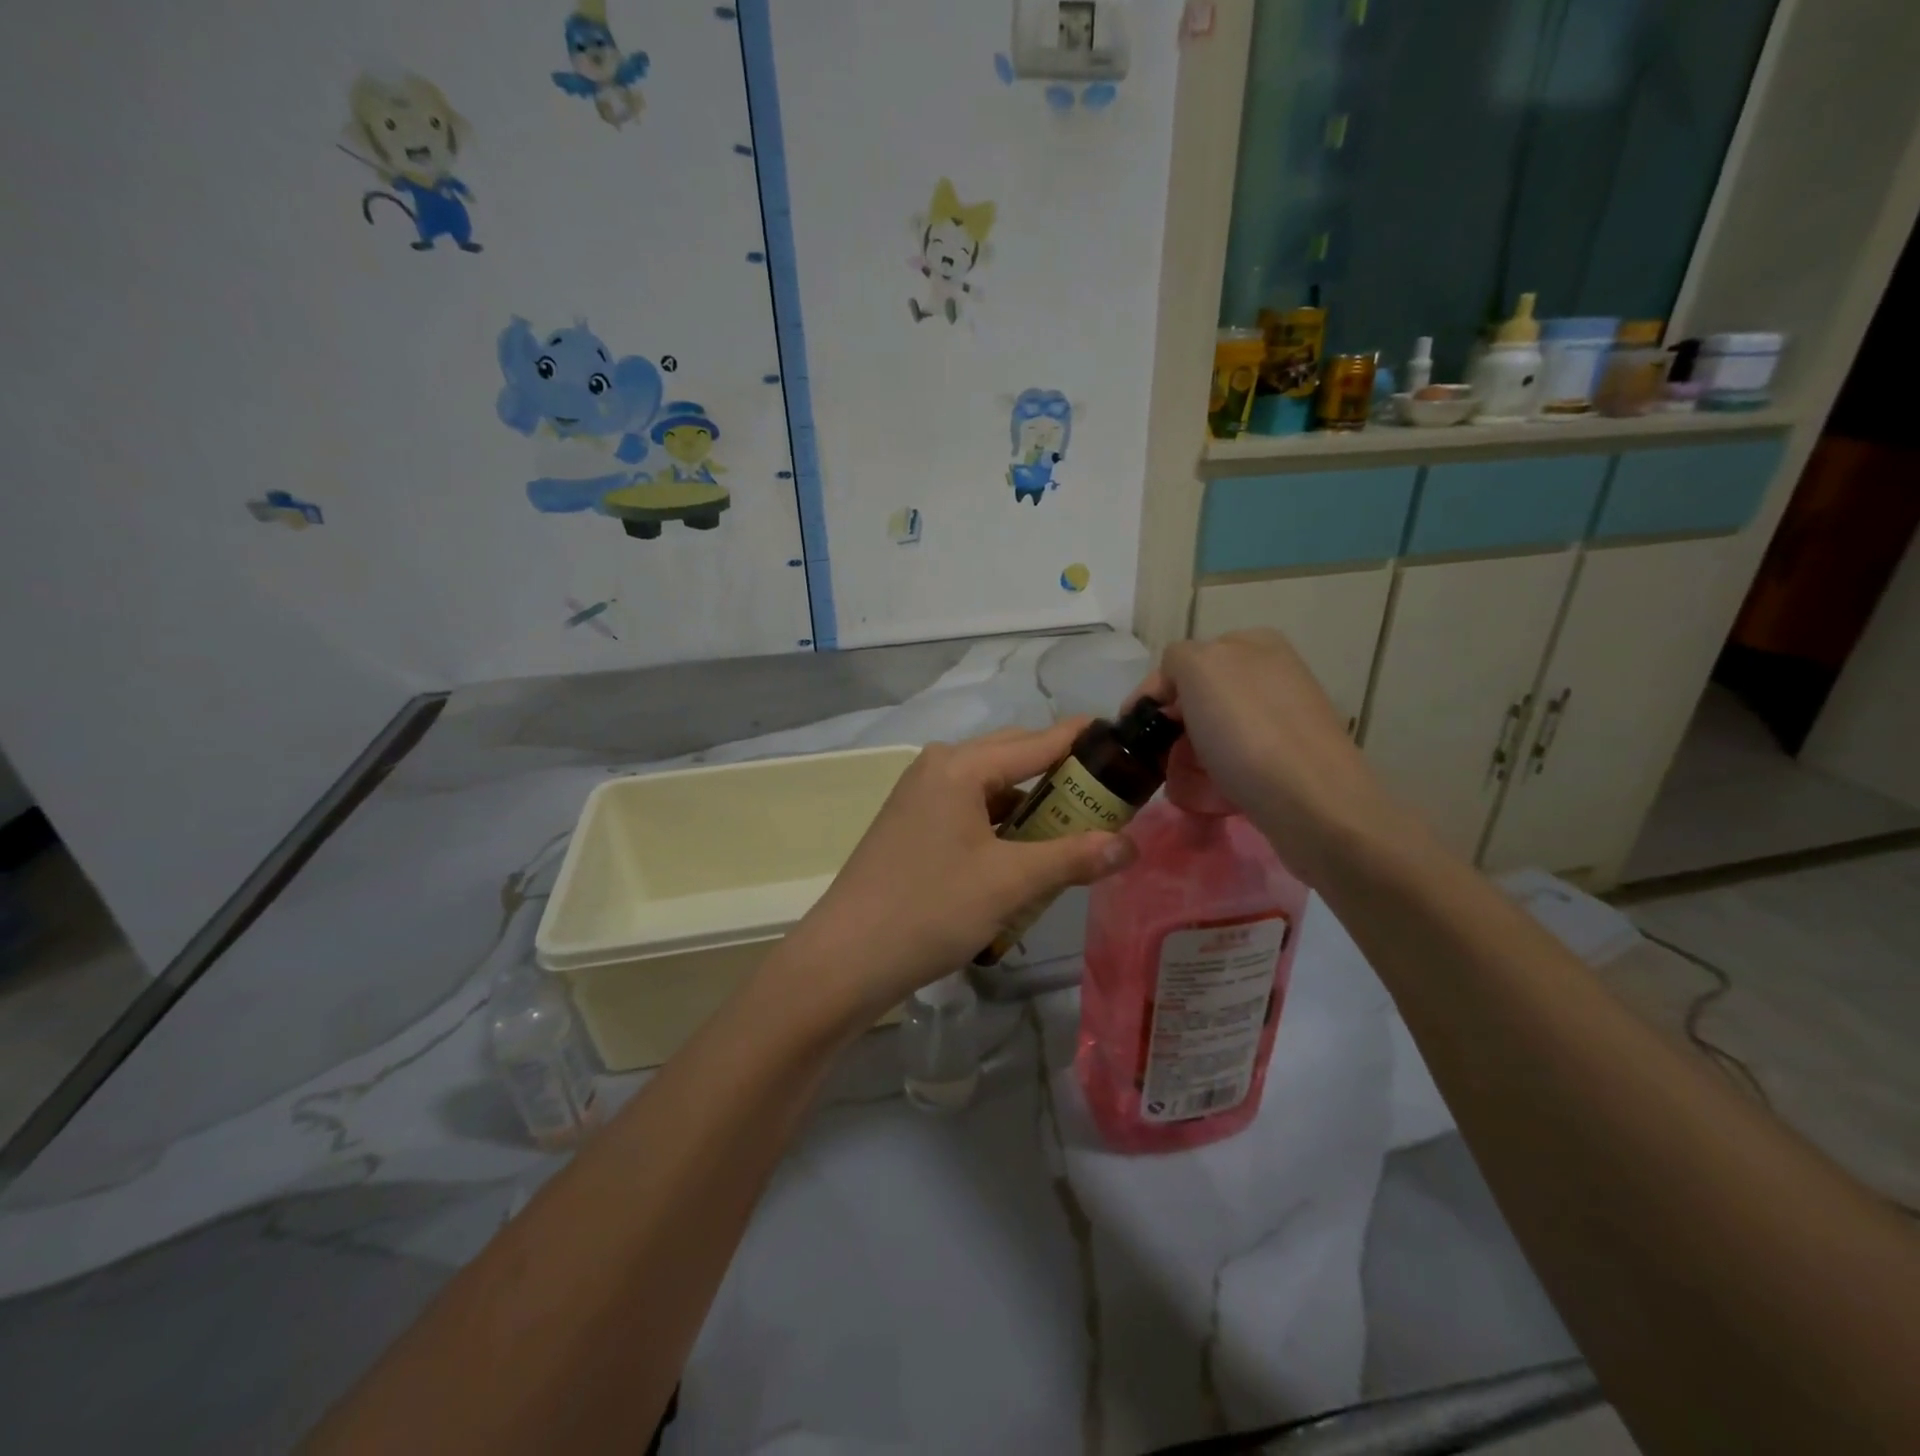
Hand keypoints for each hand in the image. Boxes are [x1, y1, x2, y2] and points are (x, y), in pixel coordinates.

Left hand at [772, 721, 1137, 1024]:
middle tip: (1108, 800)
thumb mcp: (1010, 883)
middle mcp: (938, 768)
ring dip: (1031, 805)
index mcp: (960, 766)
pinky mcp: (913, 824)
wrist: (846, 958)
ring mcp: (921, 796)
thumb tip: (1131, 845)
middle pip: (1013, 757)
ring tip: (1074, 832)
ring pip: (992, 787)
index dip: (1082, 740)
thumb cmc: (930, 909)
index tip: (1125, 744)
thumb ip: (1073, 857)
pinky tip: (1024, 854)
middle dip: (1060, 776)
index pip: (1037, 740)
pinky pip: (970, 810)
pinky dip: (1002, 825)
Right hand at [1138, 630, 1416, 884]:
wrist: (1312, 804)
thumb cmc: (1248, 731)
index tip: (1134, 730)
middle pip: (1198, 699)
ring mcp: (1283, 718)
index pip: (1183, 662)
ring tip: (1183, 785)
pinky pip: (1235, 762)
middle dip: (1173, 729)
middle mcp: (1272, 674)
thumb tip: (1175, 688)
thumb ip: (1177, 659)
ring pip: (1213, 734)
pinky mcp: (1289, 760)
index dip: (1154, 694)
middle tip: (1158, 760)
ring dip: (1189, 758)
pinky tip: (1212, 795)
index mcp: (1254, 644)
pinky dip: (1215, 779)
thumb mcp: (1199, 668)